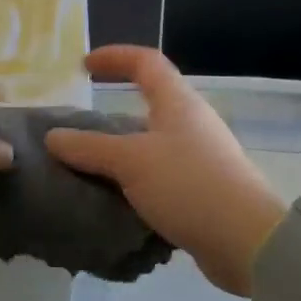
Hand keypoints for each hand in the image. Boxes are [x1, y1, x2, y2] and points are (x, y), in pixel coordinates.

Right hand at [44, 46, 286, 294]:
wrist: (248, 243)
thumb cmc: (188, 185)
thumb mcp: (130, 161)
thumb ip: (88, 148)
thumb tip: (53, 137)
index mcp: (177, 103)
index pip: (146, 62)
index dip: (114, 57)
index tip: (84, 66)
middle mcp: (191, 123)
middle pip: (148, 104)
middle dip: (111, 113)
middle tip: (79, 128)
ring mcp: (200, 158)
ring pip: (150, 145)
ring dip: (120, 153)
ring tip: (88, 168)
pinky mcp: (202, 192)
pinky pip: (158, 177)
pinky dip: (134, 182)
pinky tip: (114, 200)